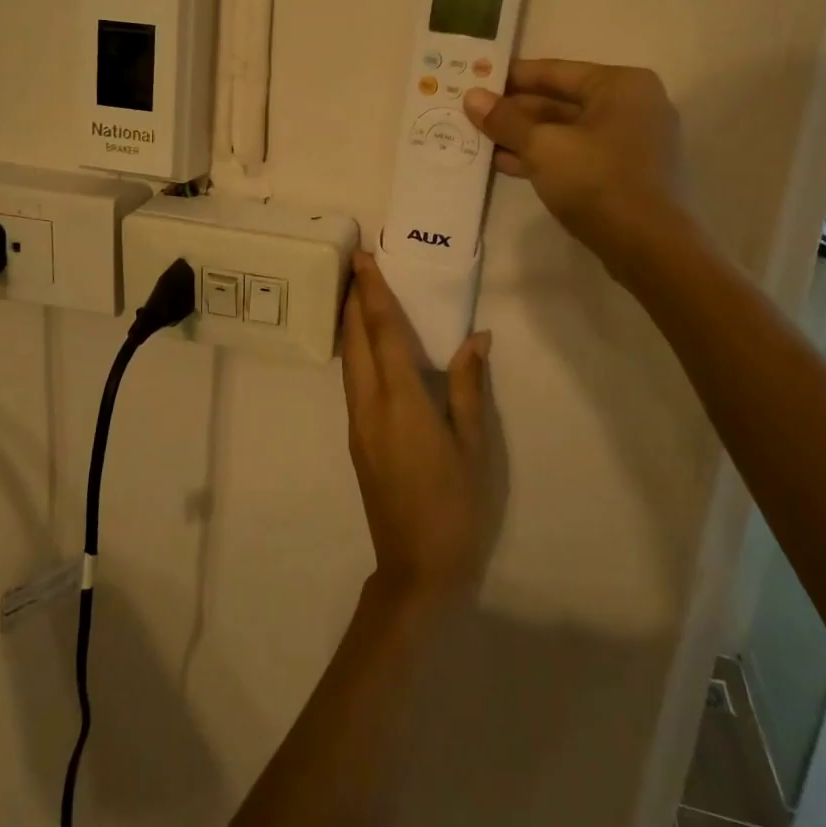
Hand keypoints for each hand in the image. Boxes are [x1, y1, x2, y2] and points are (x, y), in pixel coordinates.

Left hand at [341, 253, 491, 611]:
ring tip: (358, 294)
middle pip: (355, 340)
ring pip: (348, 360)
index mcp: (400, 401)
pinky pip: (352, 381)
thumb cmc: (456, 505)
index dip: (371, 292)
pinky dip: (356, 351)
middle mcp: (369, 405)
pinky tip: (368, 347)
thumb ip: (468, 387)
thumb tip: (477, 338)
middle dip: (353, 299)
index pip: (381, 332)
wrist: (417, 568)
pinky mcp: (356, 439)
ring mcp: (357, 424)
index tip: (362, 258)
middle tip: (357, 264)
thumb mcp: (474, 445)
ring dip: (350, 324)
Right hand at [462, 58, 684, 277]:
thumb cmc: (596, 180)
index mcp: (621, 85)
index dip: (511, 77)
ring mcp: (632, 142)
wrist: (647, 246)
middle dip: (515, 110)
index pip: (555, 71)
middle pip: (561, 101)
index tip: (476, 79)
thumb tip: (471, 97)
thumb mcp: (542, 146)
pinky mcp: (625, 174)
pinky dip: (544, 157)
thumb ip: (505, 120)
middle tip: (472, 113)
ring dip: (524, 136)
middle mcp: (632, 105)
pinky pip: (577, 154)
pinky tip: (505, 163)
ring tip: (479, 139)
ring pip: (566, 131)